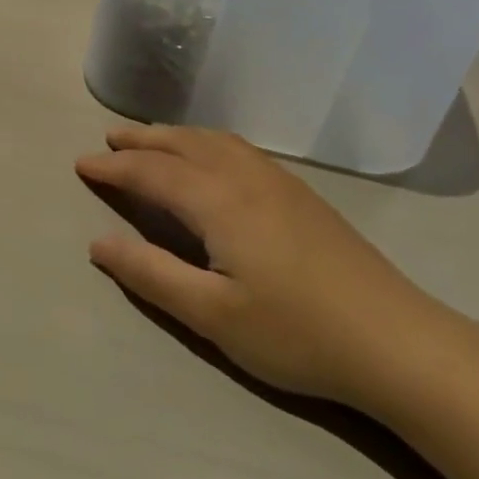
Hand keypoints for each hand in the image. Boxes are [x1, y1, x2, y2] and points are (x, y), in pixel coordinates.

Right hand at [76, 125, 445, 406]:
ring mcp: (281, 184)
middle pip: (185, 144)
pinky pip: (241, 150)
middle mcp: (247, 179)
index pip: (153, 172)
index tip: (81, 164)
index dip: (114, 167)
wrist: (398, 343)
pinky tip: (212, 159)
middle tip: (109, 139)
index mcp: (220, 202)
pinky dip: (208, 143)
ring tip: (152, 140)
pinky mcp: (303, 197)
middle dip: (143, 139)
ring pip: (217, 142)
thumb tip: (98, 242)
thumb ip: (151, 274)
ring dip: (177, 136)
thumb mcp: (211, 315)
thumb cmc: (296, 333)